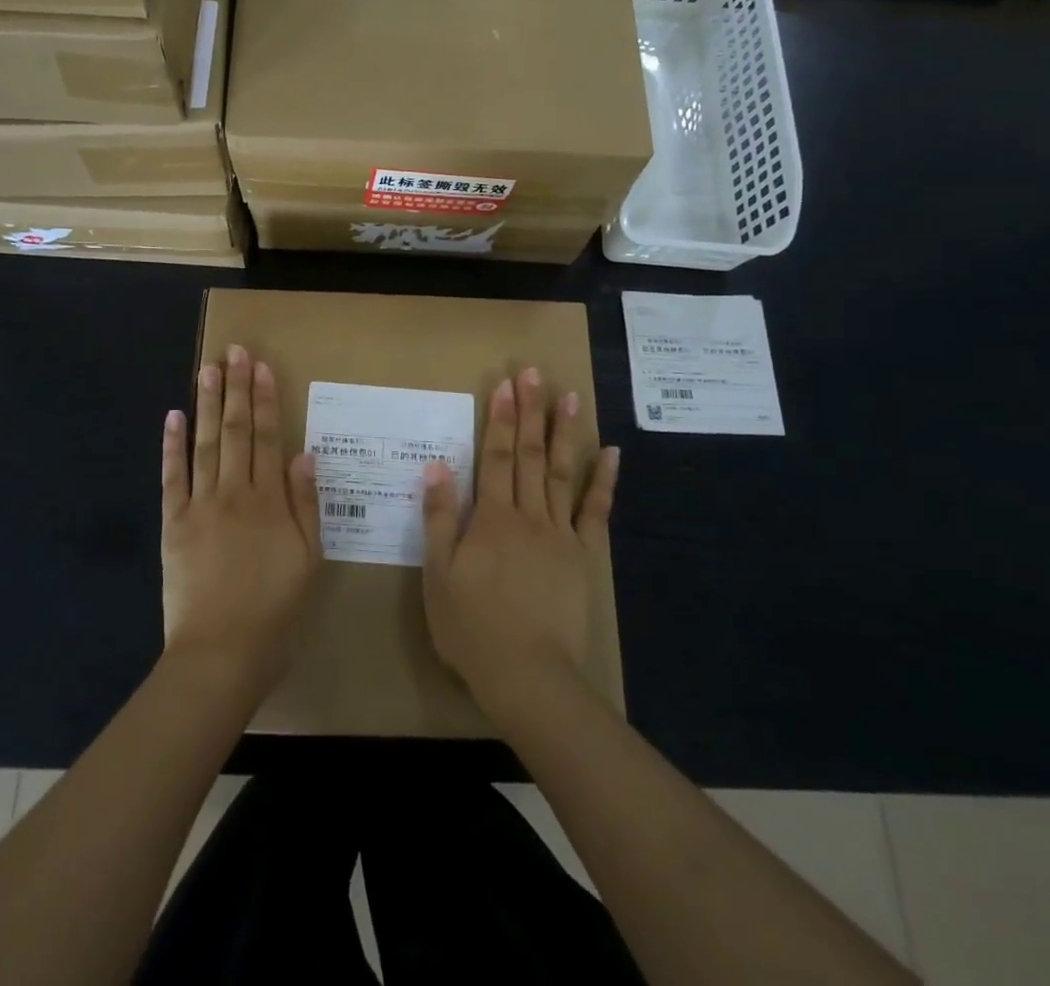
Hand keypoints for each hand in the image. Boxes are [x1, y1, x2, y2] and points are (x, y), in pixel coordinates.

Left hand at [161, 345, 321, 694]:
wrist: (221, 654)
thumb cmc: (275, 611)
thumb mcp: (309, 562)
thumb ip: (307, 506)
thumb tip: (305, 455)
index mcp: (270, 500)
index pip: (268, 437)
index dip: (265, 399)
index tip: (261, 367)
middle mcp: (235, 492)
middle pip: (235, 430)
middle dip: (235, 388)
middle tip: (234, 351)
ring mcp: (200, 505)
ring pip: (203, 443)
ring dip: (205, 403)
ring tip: (207, 368)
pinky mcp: (174, 523)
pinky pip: (172, 477)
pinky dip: (171, 446)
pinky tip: (172, 417)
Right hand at [421, 367, 619, 729]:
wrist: (528, 675)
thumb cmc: (472, 627)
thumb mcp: (438, 574)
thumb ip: (437, 517)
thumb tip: (438, 465)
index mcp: (490, 517)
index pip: (496, 456)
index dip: (501, 418)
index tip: (506, 383)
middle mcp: (528, 514)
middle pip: (530, 454)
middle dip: (531, 410)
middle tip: (534, 372)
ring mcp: (560, 534)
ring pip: (562, 473)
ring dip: (565, 432)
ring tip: (570, 397)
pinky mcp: (584, 556)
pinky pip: (595, 512)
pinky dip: (604, 481)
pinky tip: (612, 453)